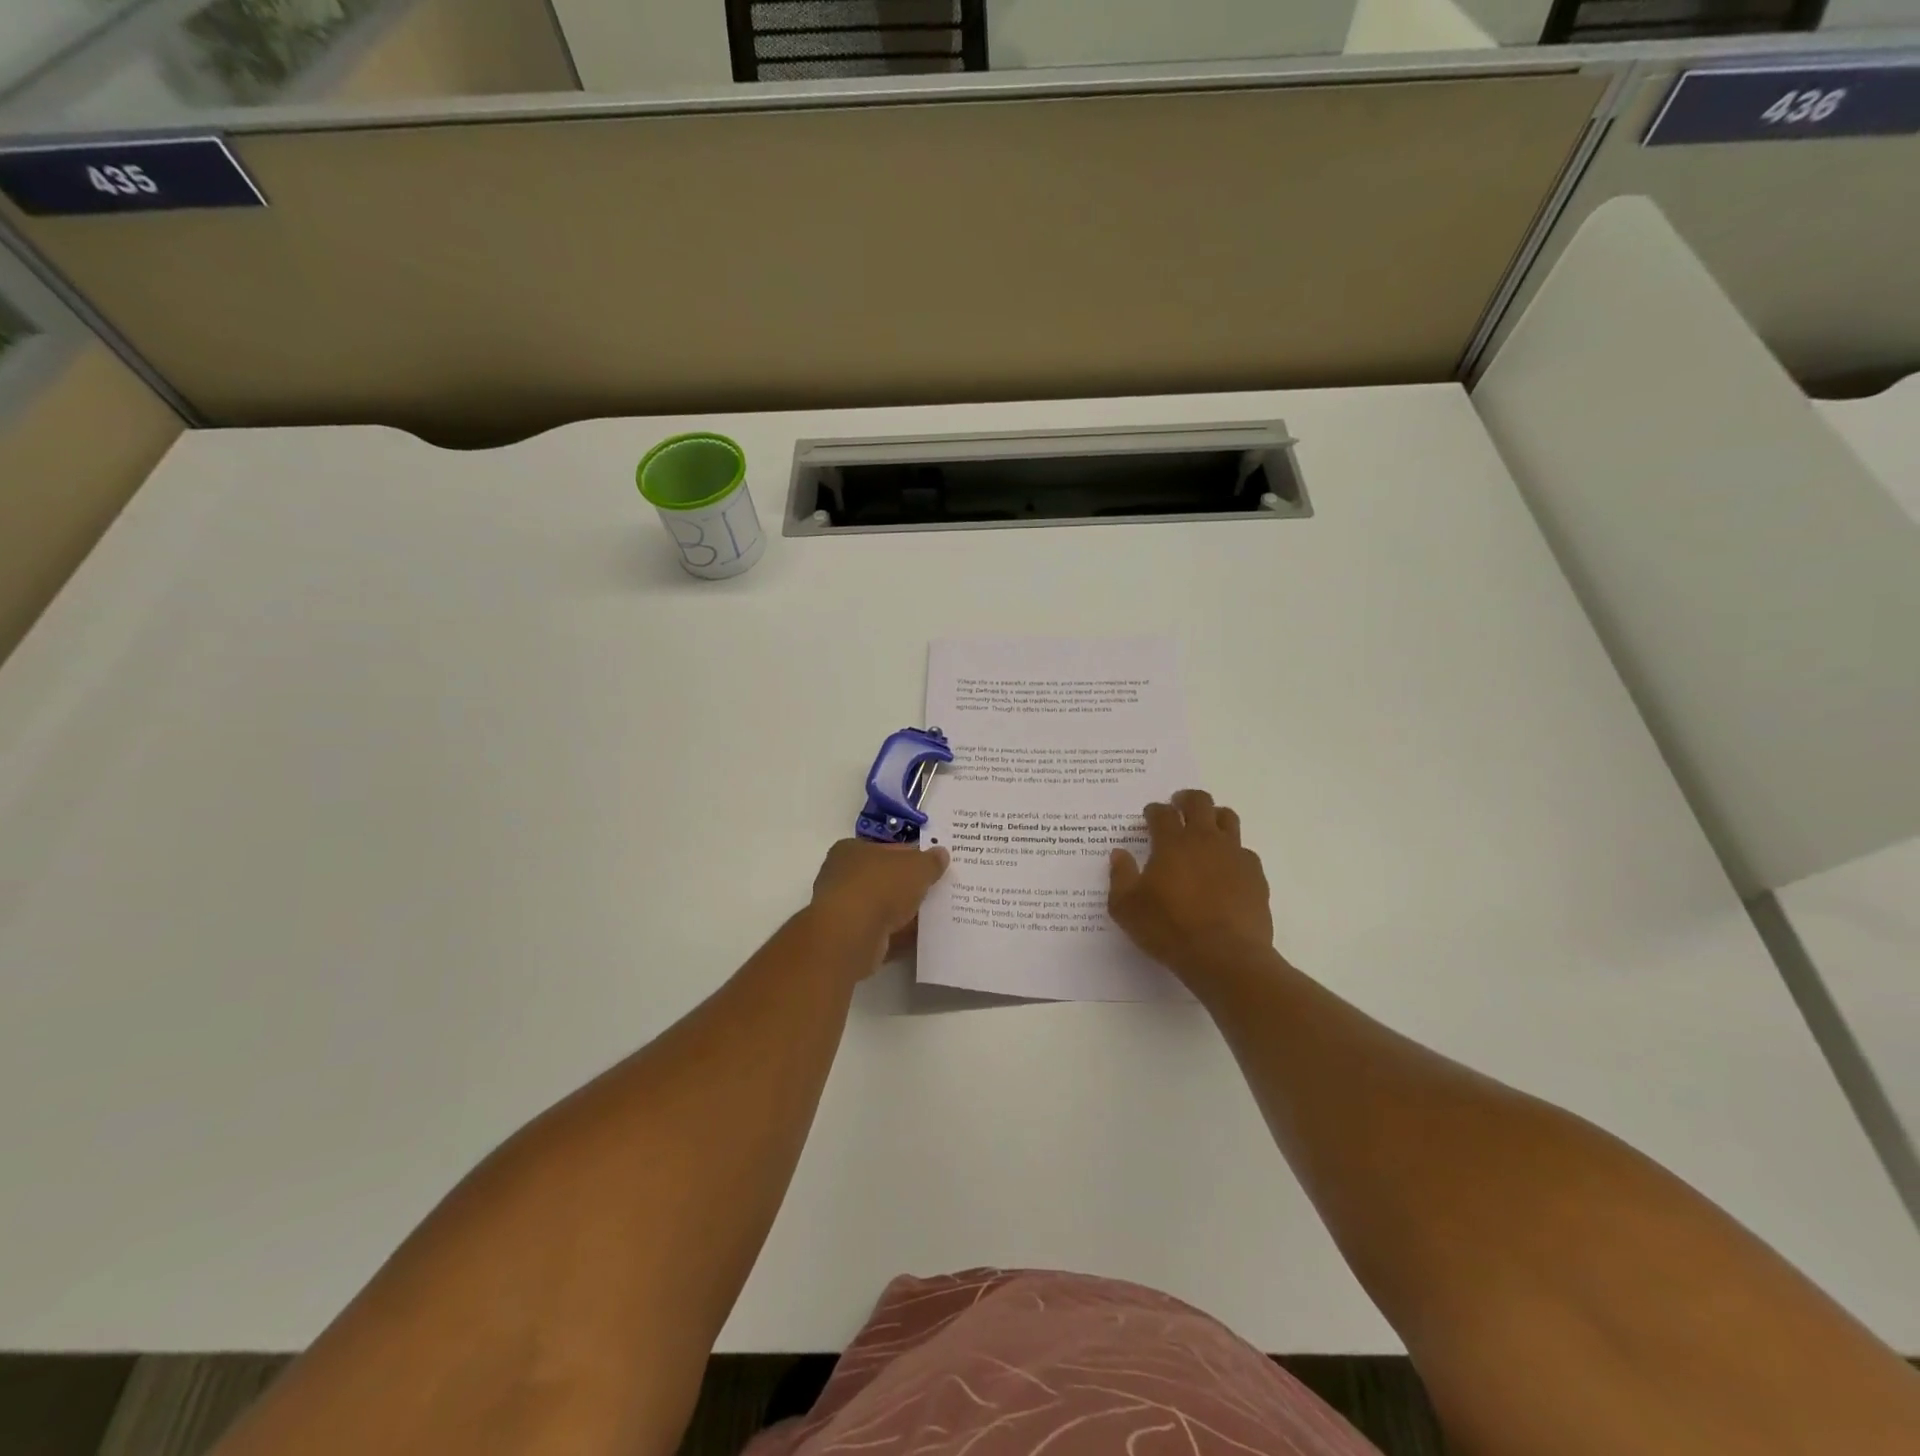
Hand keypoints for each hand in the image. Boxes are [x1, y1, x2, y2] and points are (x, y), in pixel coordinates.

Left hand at [809, 838, 949, 973]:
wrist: (852, 934)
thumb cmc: (881, 886)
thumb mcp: (916, 866)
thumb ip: (930, 861)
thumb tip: (941, 854)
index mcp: (852, 850)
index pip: (886, 848)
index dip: (912, 855)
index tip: (933, 865)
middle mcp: (842, 877)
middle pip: (885, 878)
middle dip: (909, 885)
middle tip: (938, 889)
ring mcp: (845, 910)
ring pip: (883, 907)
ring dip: (906, 911)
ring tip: (936, 914)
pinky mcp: (851, 938)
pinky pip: (883, 932)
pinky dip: (900, 934)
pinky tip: (923, 936)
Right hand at [1109, 789, 1272, 978]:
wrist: (1224, 956)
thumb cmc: (1168, 929)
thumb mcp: (1126, 908)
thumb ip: (1120, 876)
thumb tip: (1119, 853)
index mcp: (1172, 843)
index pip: (1162, 813)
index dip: (1154, 810)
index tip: (1149, 816)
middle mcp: (1205, 840)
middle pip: (1199, 802)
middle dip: (1186, 799)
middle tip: (1178, 806)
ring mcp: (1234, 855)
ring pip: (1228, 819)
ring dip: (1214, 817)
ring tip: (1206, 829)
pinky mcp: (1255, 875)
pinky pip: (1245, 852)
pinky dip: (1233, 853)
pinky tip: (1226, 869)